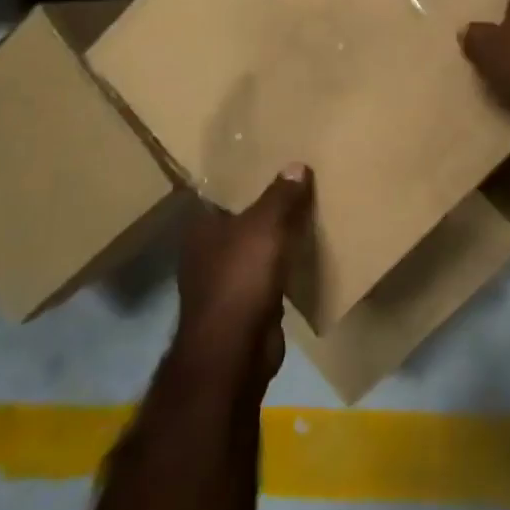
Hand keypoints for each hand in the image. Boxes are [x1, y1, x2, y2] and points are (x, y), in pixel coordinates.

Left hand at [172, 165, 313, 387]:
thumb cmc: (241, 279)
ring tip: (308, 212)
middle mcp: (207, 251)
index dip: (244, 175)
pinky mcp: (244, 305)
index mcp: (201, 227)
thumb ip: (281, 195)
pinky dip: (283, 265)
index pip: (220, 191)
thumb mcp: (265, 226)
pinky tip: (305, 254)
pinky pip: (268, 274)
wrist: (234, 352)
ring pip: (255, 247)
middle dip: (266, 204)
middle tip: (299, 180)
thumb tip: (296, 165)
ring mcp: (224, 280)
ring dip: (276, 236)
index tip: (272, 158)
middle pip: (240, 218)